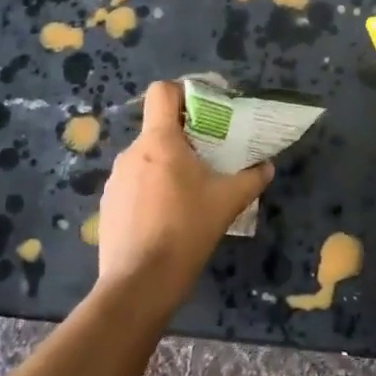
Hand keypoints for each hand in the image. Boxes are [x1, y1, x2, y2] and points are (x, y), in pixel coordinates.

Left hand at [96, 80, 271, 303]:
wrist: (140, 284)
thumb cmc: (186, 230)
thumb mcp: (228, 202)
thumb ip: (251, 179)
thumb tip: (267, 167)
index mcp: (160, 141)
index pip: (162, 92)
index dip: (183, 92)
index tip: (206, 110)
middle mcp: (132, 152)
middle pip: (158, 128)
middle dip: (184, 136)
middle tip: (210, 156)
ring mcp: (116, 180)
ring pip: (146, 157)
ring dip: (168, 164)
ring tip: (190, 190)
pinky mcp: (108, 205)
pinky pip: (134, 183)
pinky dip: (152, 188)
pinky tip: (168, 216)